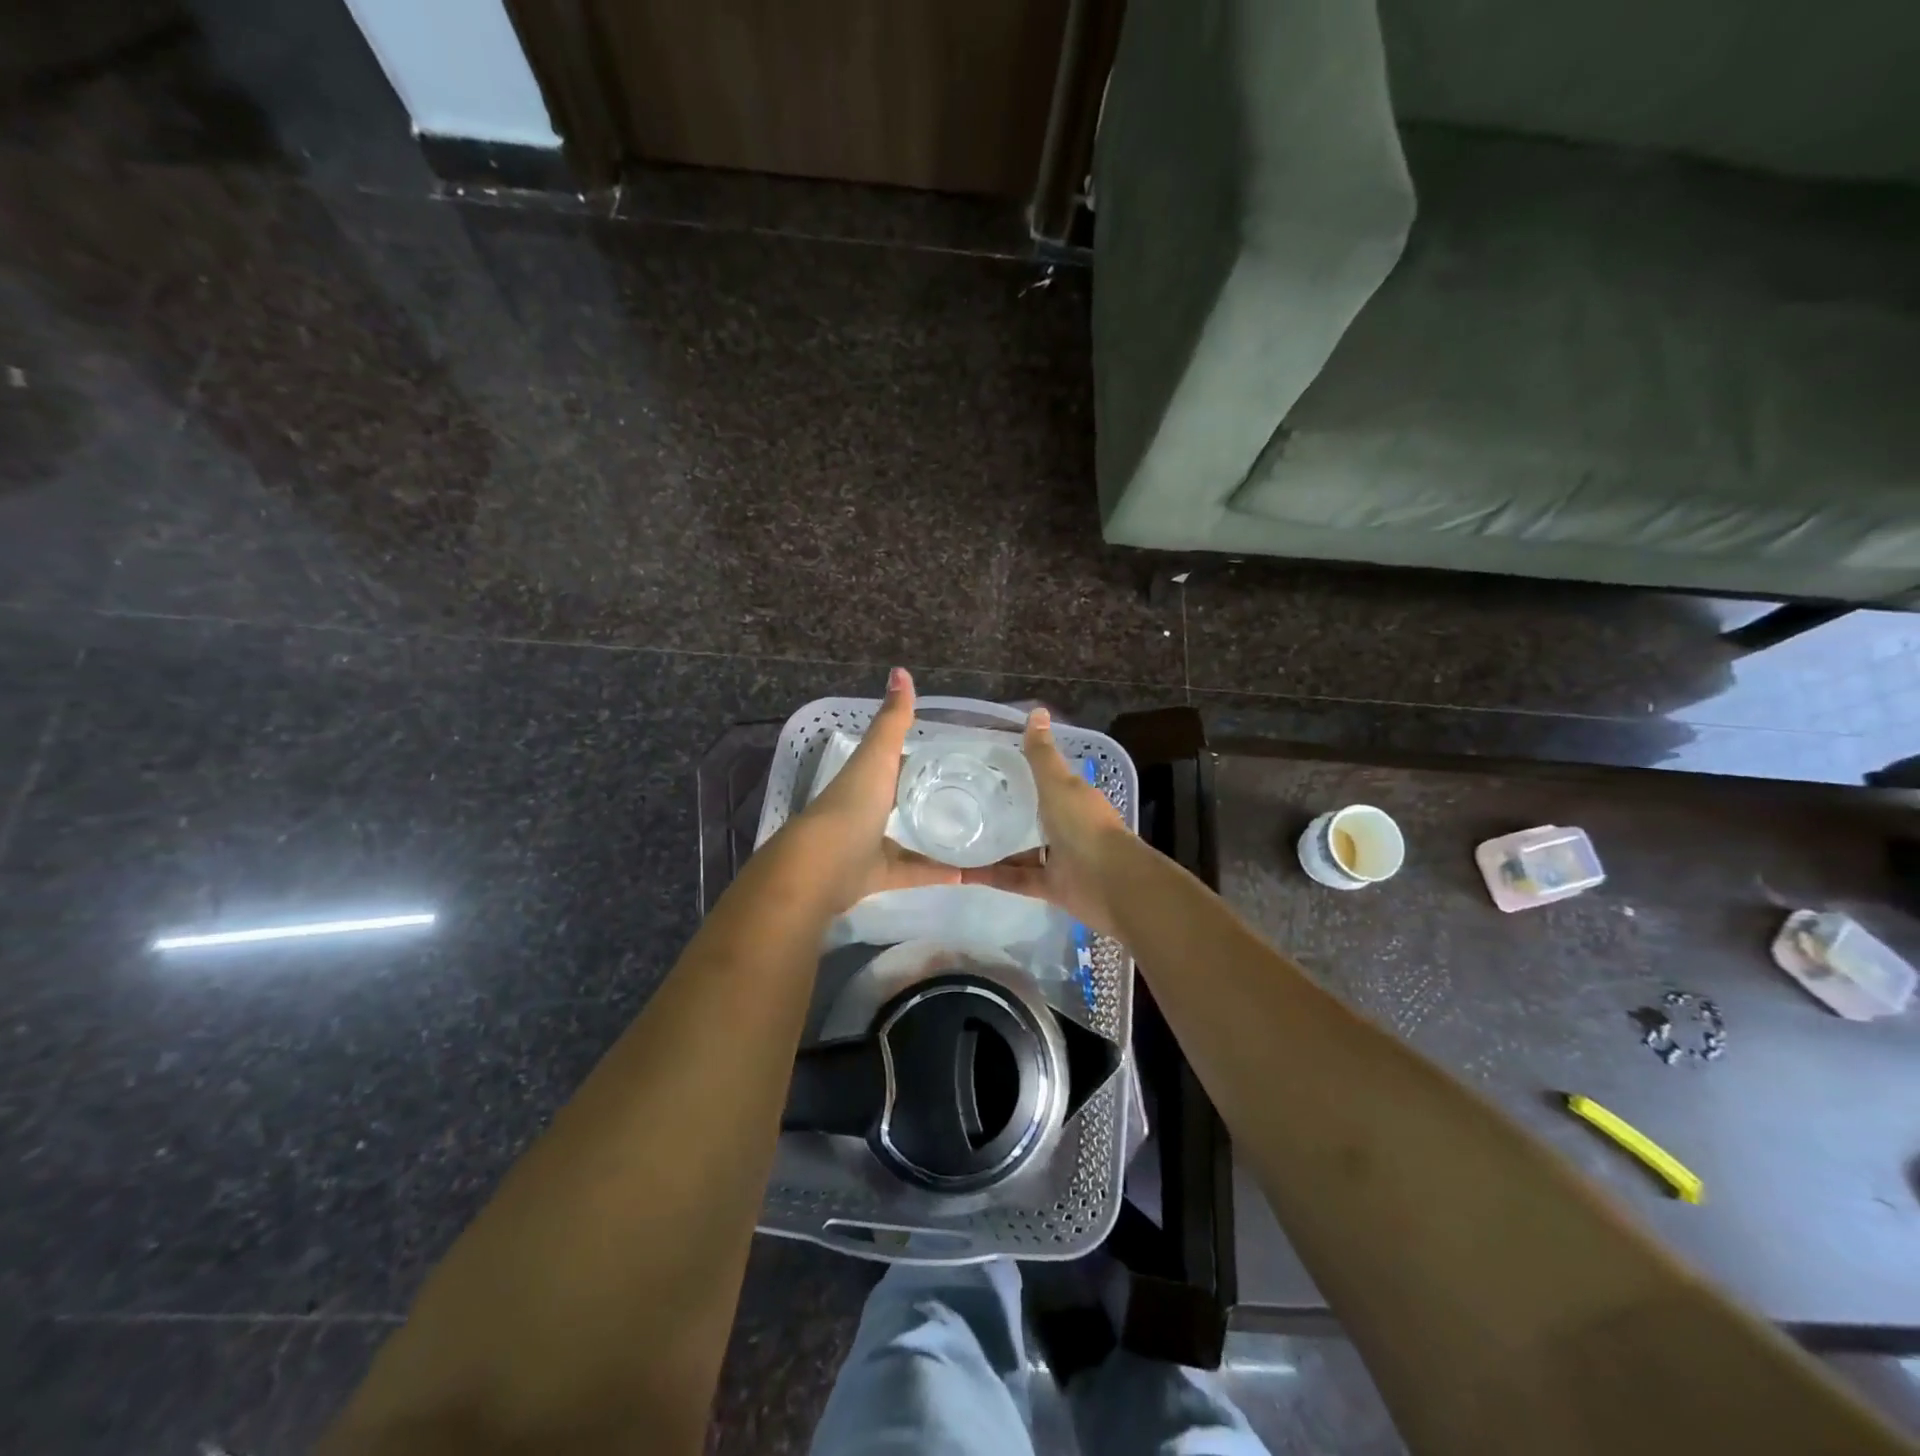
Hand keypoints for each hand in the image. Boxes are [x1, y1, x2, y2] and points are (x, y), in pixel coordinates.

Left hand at [791, 668, 959, 913]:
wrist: (820, 867)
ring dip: (936, 838)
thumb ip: (892, 721)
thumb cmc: (851, 805)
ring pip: (908, 839)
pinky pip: (911, 873)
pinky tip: (967, 873)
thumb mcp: (878, 757)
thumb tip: (900, 671)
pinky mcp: (876, 877)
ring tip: (976, 834)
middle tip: (973, 795)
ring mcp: (869, 845)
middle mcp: (865, 810)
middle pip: (901, 801)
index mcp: (865, 779)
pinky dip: (936, 872)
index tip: (954, 756)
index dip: (920, 757)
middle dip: (930, 798)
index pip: (895, 763)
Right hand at [963, 708, 1130, 935]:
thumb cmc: (1083, 825)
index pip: (1049, 783)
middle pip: (1034, 819)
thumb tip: (1037, 711)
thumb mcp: (1058, 783)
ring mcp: (1059, 859)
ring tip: (958, 840)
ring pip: (1021, 852)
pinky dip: (991, 876)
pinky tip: (962, 872)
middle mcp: (1068, 828)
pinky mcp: (1049, 887)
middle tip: (967, 806)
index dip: (1025, 775)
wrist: (1109, 882)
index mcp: (1074, 800)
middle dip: (1006, 814)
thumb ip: (1042, 754)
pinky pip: (1015, 879)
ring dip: (993, 849)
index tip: (992, 770)